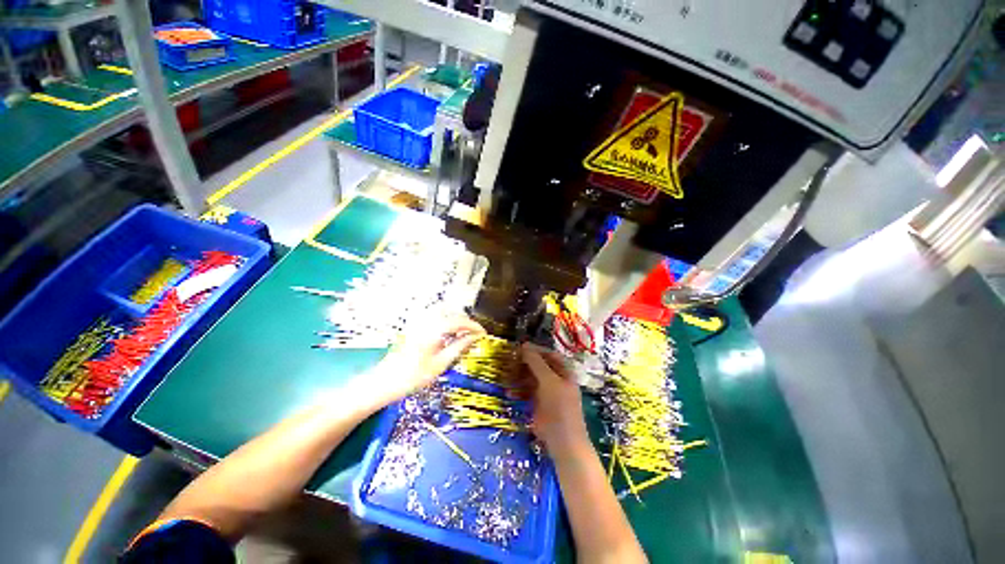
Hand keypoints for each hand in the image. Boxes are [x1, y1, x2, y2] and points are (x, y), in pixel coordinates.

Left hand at [370, 314, 485, 405]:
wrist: (383, 383)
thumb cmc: (413, 376)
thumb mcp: (441, 364)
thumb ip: (459, 347)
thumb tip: (475, 337)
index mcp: (435, 329)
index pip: (460, 321)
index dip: (474, 326)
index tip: (484, 334)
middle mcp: (427, 321)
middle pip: (453, 315)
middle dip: (467, 323)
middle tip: (476, 336)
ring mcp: (420, 323)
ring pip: (445, 316)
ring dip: (458, 323)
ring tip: (465, 336)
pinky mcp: (415, 328)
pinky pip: (437, 320)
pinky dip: (448, 325)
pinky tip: (450, 337)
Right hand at [517, 343, 588, 448]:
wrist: (562, 440)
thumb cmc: (559, 406)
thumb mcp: (548, 380)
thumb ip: (536, 362)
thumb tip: (524, 345)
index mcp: (564, 371)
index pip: (548, 354)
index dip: (535, 350)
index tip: (519, 348)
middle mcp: (556, 379)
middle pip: (539, 365)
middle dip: (524, 363)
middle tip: (509, 361)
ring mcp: (547, 391)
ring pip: (531, 378)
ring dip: (519, 376)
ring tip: (506, 376)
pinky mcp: (538, 403)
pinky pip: (527, 392)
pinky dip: (518, 391)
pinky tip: (509, 393)